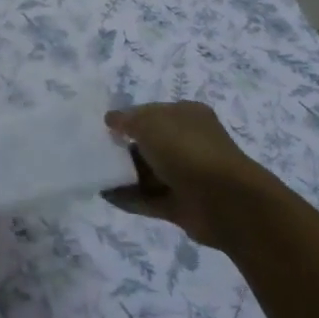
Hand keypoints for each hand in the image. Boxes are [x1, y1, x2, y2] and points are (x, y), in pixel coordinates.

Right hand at [104, 102, 257, 246]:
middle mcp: (189, 143)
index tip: (104, 127)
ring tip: (94, 174)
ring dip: (124, 175)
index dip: (128, 118)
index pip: (152, 112)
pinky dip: (129, 198)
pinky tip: (105, 195)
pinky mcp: (181, 205)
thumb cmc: (186, 149)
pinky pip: (149, 199)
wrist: (223, 200)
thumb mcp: (149, 123)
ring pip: (149, 172)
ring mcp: (187, 176)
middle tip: (96, 151)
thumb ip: (126, 120)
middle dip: (124, 147)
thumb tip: (111, 119)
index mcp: (187, 116)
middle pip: (150, 143)